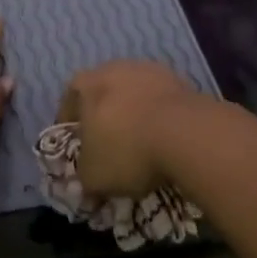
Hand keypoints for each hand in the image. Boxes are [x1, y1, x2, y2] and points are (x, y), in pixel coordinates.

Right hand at [59, 60, 211, 195]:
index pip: (70, 103)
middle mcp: (114, 68)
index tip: (78, 148)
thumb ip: (85, 180)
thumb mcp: (94, 177)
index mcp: (85, 84)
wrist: (186, 134)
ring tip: (143, 147)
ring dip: (136, 117)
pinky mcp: (180, 81)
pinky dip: (162, 120)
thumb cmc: (126, 149)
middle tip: (111, 148)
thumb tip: (89, 189)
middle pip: (104, 95)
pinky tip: (167, 142)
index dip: (72, 127)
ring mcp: (149, 71)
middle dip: (105, 119)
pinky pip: (162, 103)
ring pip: (135, 96)